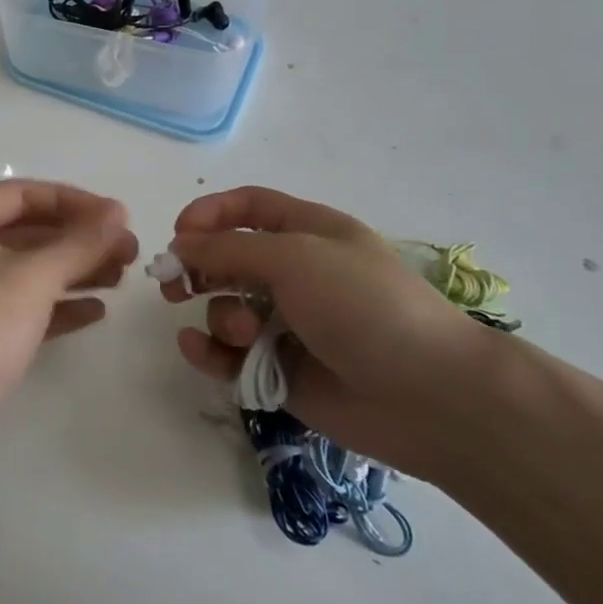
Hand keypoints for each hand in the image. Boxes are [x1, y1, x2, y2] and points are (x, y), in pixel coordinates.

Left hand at [0, 180, 137, 432]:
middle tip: (128, 252)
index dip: (76, 202)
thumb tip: (118, 211)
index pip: (24, 194)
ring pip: (25, 271)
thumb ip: (80, 242)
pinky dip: (56, 305)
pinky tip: (96, 312)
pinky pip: (19, 307)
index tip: (119, 217)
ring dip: (73, 271)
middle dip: (79, 240)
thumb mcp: (34, 275)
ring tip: (121, 279)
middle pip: (26, 231)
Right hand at [162, 187, 494, 475]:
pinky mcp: (280, 370)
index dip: (209, 213)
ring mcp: (287, 325)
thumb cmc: (363, 305)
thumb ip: (229, 248)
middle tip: (172, 285)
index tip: (178, 234)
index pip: (248, 208)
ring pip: (226, 309)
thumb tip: (181, 244)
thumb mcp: (295, 258)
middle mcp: (295, 274)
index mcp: (308, 233)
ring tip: (240, 334)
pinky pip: (230, 356)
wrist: (430, 395)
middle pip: (228, 259)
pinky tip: (200, 352)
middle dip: (197, 268)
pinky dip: (210, 353)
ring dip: (219, 316)